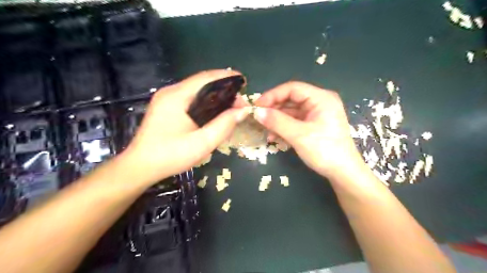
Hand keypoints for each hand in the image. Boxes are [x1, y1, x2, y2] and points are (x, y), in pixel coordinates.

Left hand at [124, 69, 250, 185]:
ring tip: (232, 107)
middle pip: (202, 83)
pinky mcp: (166, 108)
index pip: (206, 78)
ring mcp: (167, 100)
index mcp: (177, 96)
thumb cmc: (170, 155)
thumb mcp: (202, 143)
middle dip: (224, 89)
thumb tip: (242, 111)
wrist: (140, 167)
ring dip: (215, 96)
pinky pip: (191, 99)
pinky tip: (215, 112)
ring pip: (197, 91)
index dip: (227, 77)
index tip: (244, 82)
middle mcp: (171, 92)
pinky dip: (206, 102)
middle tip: (239, 103)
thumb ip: (224, 125)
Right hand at [253, 81, 363, 178]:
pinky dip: (284, 127)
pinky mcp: (314, 125)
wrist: (343, 173)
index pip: (292, 88)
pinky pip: (295, 121)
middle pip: (291, 99)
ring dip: (277, 119)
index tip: (257, 106)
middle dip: (274, 108)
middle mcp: (320, 102)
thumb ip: (277, 121)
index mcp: (321, 98)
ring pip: (291, 111)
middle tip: (258, 118)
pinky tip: (274, 136)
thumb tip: (256, 112)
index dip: (273, 95)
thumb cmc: (325, 151)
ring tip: (264, 129)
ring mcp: (317, 114)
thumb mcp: (298, 135)